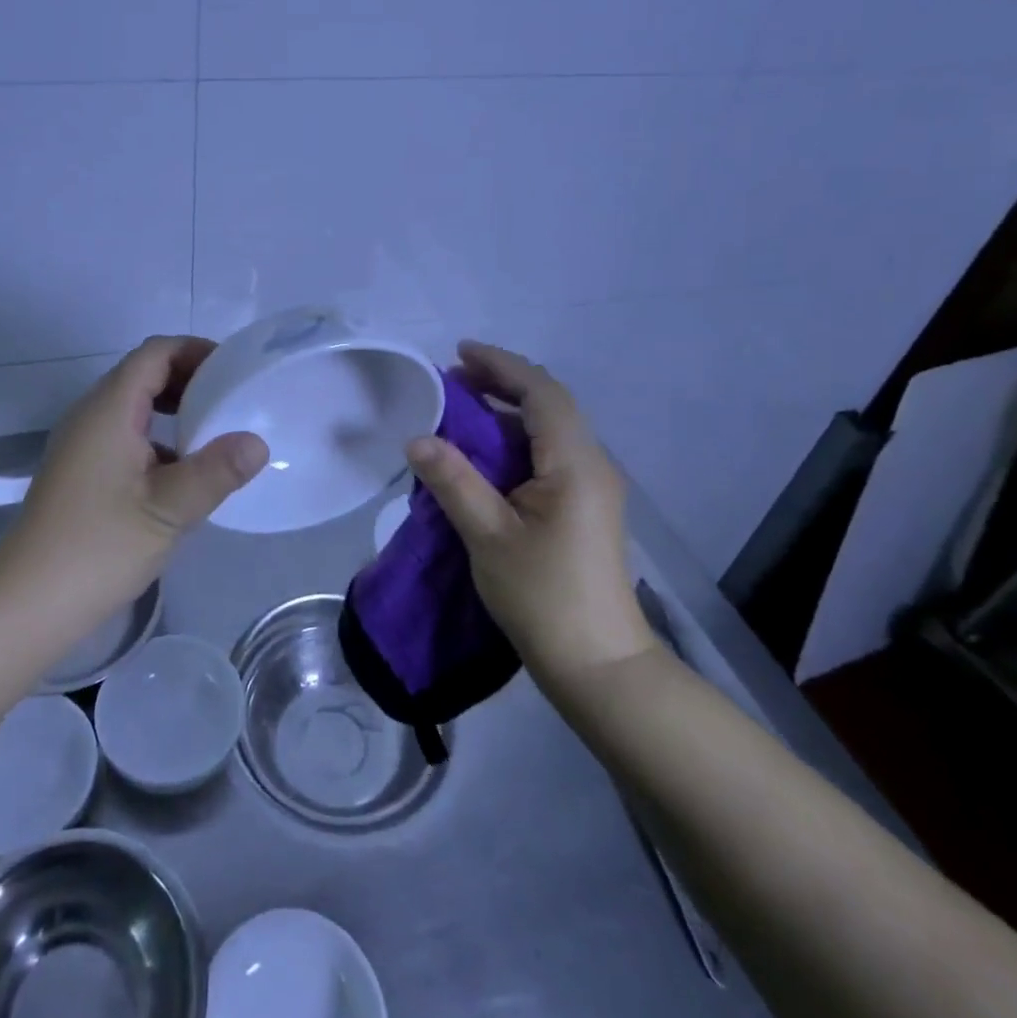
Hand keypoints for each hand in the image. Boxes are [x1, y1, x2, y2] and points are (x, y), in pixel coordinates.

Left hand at [0, 336, 268, 628]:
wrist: (27, 603)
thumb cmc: (99, 547)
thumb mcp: (170, 509)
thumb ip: (217, 471)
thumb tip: (258, 443)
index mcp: (109, 409)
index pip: (155, 352)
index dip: (196, 351)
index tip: (235, 371)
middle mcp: (92, 415)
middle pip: (144, 373)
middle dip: (191, 378)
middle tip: (234, 400)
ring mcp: (82, 444)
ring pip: (134, 405)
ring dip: (176, 409)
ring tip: (218, 432)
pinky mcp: (82, 471)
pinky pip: (126, 434)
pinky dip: (160, 437)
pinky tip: (185, 471)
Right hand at [406, 341, 654, 678]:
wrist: (599, 665)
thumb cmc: (543, 597)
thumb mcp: (488, 535)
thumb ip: (453, 481)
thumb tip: (417, 438)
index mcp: (574, 463)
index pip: (541, 393)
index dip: (501, 365)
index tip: (459, 352)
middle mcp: (591, 464)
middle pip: (549, 404)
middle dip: (502, 383)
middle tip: (454, 378)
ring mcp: (592, 487)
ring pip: (550, 429)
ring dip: (508, 411)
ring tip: (462, 407)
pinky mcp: (584, 507)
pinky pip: (550, 454)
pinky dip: (516, 440)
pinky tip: (485, 453)